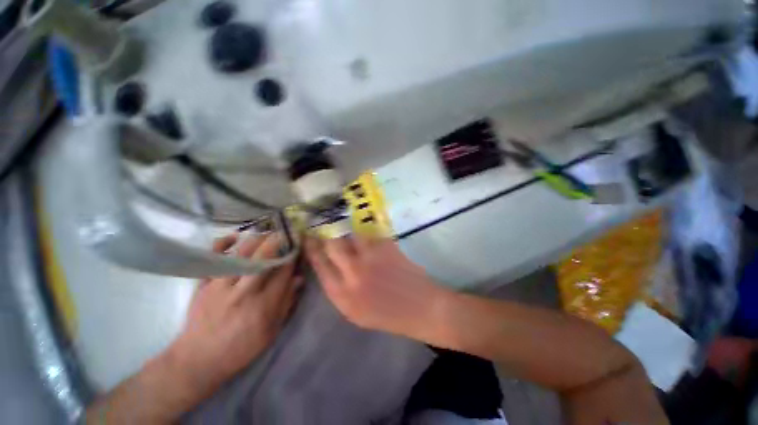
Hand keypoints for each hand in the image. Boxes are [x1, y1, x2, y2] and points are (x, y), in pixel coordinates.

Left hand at [166, 232, 301, 397]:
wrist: (198, 361)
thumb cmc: (240, 348)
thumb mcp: (271, 331)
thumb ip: (287, 303)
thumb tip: (299, 279)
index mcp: (263, 306)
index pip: (283, 272)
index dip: (292, 256)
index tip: (298, 246)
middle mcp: (243, 292)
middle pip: (263, 258)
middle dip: (277, 242)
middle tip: (285, 233)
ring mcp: (220, 286)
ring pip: (240, 254)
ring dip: (257, 240)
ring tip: (267, 234)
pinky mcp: (203, 284)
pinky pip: (212, 258)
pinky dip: (222, 244)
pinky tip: (235, 237)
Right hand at [305, 236, 448, 339]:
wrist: (421, 308)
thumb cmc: (388, 315)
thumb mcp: (355, 312)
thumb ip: (339, 288)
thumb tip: (327, 263)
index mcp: (343, 295)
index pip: (319, 265)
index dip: (312, 248)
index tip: (308, 238)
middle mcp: (353, 274)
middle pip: (331, 245)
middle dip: (325, 234)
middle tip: (323, 227)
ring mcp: (371, 257)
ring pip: (350, 235)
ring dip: (347, 232)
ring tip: (347, 231)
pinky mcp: (386, 246)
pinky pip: (369, 234)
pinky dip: (366, 234)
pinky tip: (367, 237)